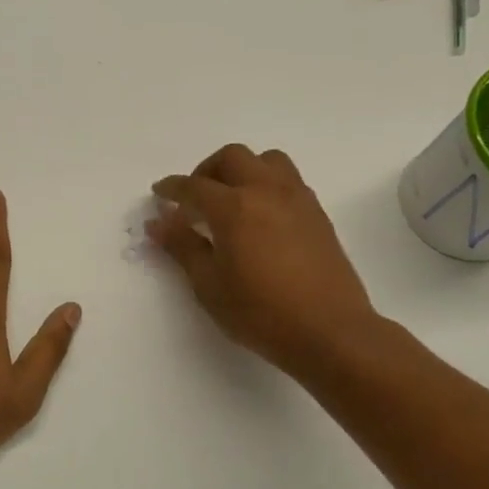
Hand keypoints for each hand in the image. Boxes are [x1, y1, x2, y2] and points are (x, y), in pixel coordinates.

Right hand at [149, 144, 381, 378]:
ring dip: (242, 170)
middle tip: (194, 199)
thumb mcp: (209, 285)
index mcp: (234, 207)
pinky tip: (260, 216)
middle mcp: (266, 191)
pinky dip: (266, 184)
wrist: (330, 331)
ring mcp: (297, 199)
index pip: (194, 186)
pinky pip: (287, 180)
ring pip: (266, 160)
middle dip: (206, 171)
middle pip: (232, 158)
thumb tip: (158, 223)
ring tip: (230, 200)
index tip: (159, 194)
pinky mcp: (317, 213)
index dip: (171, 189)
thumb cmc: (260, 313)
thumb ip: (183, 247)